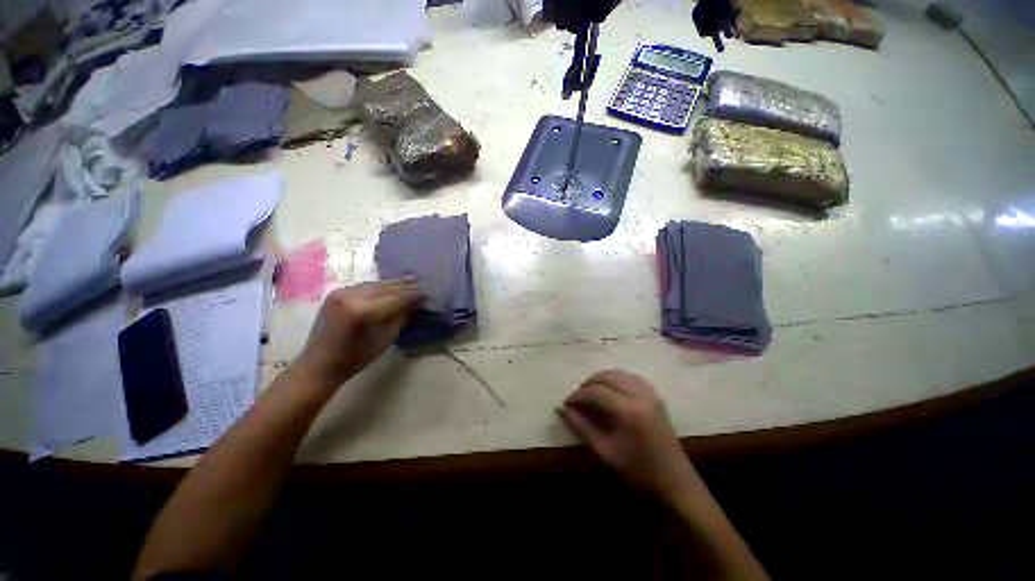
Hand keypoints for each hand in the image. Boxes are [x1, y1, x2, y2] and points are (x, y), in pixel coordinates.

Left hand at [294, 279, 423, 388]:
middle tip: (422, 283)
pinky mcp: (336, 293)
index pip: (395, 298)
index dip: (413, 294)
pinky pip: (364, 286)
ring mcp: (341, 293)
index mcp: (362, 311)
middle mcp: (350, 296)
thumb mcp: (384, 339)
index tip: (428, 292)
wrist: (319, 364)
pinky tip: (390, 286)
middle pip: (385, 287)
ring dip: (394, 283)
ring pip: (375, 284)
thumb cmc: (355, 358)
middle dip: (405, 286)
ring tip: (411, 280)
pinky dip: (380, 286)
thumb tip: (417, 303)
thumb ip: (401, 317)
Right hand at [558, 370, 695, 500]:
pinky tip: (610, 391)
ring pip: (619, 373)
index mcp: (629, 411)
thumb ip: (581, 427)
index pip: (596, 391)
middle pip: (607, 376)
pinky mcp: (655, 396)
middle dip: (588, 383)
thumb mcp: (605, 452)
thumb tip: (561, 409)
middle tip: (577, 398)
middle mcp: (641, 396)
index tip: (566, 403)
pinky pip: (631, 377)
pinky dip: (616, 379)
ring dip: (601, 379)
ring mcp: (650, 394)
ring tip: (590, 393)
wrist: (675, 482)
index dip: (578, 395)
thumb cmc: (639, 472)